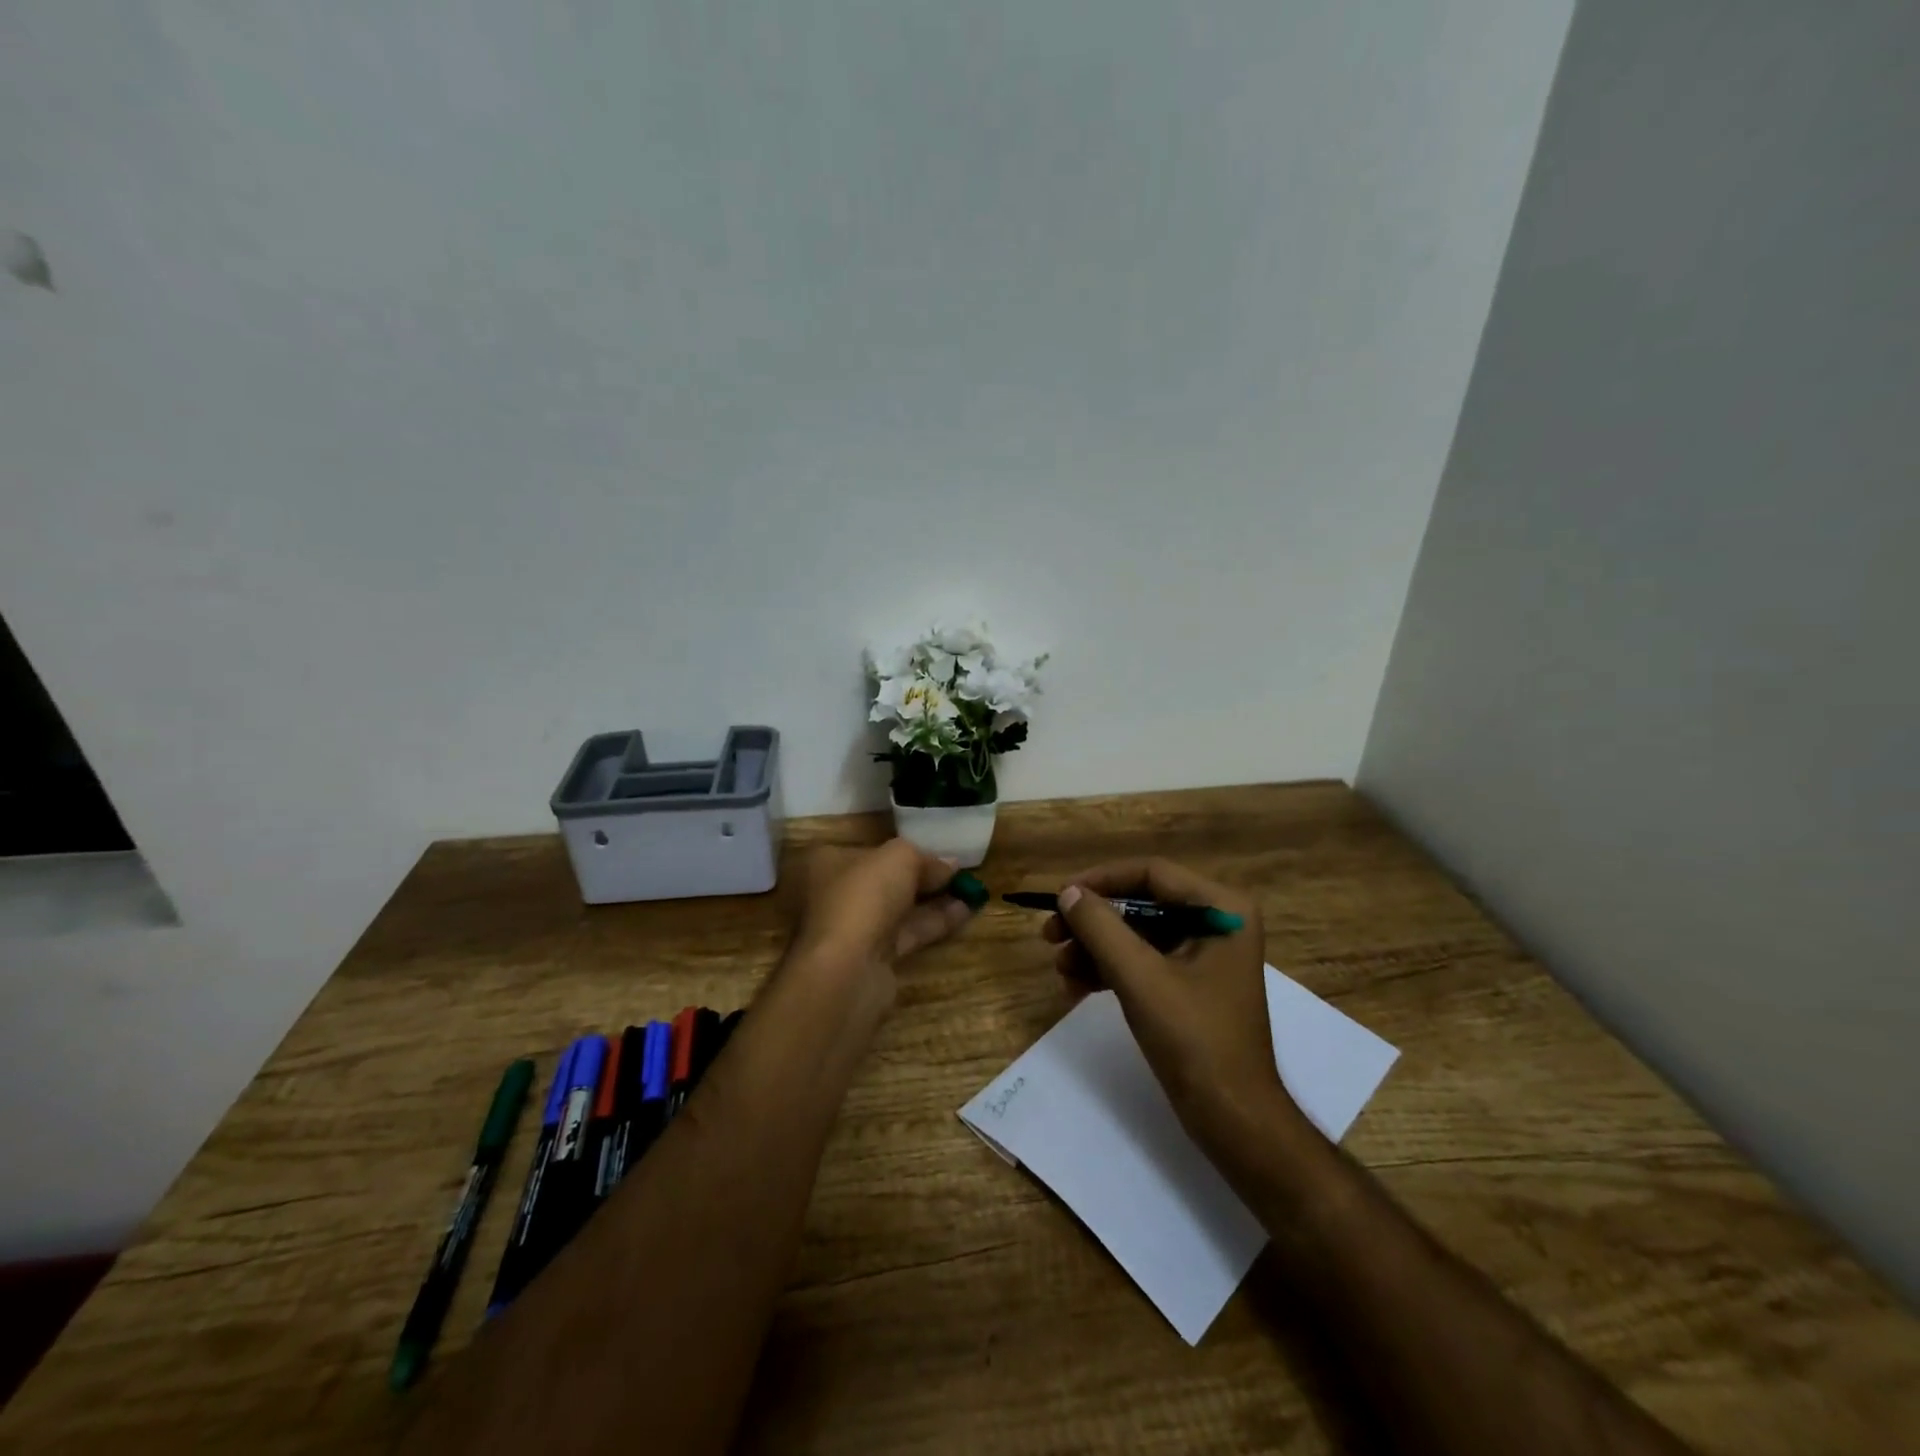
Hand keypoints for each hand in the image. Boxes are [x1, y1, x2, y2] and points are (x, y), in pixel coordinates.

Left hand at [790, 839, 976, 990]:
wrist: (846, 968)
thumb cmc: (863, 896)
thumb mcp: (900, 858)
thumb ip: (925, 858)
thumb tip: (950, 864)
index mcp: (824, 862)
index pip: (865, 850)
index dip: (901, 849)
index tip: (933, 850)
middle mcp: (832, 894)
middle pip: (882, 880)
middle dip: (920, 877)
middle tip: (956, 871)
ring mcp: (850, 929)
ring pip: (896, 909)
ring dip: (932, 900)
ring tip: (972, 891)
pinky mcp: (869, 958)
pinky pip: (905, 934)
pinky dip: (932, 923)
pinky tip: (965, 913)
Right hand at [1045, 858, 1310, 1149]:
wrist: (1234, 1119)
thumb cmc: (1194, 1039)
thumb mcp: (1140, 978)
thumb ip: (1101, 928)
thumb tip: (1068, 893)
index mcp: (1221, 908)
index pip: (1151, 874)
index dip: (1100, 881)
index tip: (1059, 898)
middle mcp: (1217, 921)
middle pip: (1141, 903)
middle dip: (1093, 922)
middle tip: (1049, 937)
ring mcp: (1204, 954)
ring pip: (1136, 933)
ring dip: (1095, 948)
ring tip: (1060, 970)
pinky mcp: (1191, 983)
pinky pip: (1143, 960)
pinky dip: (1110, 970)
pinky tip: (1076, 988)